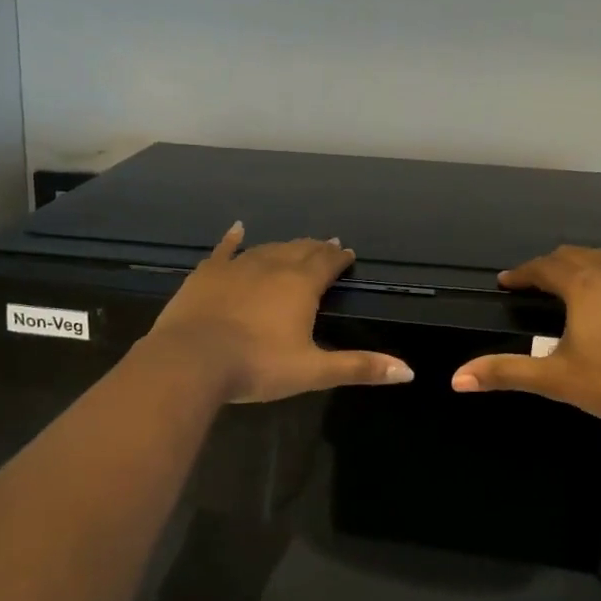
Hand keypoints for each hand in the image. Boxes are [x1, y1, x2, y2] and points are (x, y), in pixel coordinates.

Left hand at [146, 223, 414, 403]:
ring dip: (285, 246)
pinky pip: (224, 250)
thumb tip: (409, 371)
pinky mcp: (207, 273)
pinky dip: (233, 239)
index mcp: (301, 285)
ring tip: (296, 245)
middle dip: (316, 249)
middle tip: (327, 246)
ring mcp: (237, 266)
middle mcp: (273, 266)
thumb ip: (359, 367)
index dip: (340, 258)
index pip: (328, 263)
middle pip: (301, 250)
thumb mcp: (313, 371)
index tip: (348, 254)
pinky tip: (238, 229)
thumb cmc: (258, 365)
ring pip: (268, 248)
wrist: (191, 360)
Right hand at [449, 221, 600, 432]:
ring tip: (569, 266)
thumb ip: (506, 373)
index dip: (521, 274)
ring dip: (583, 259)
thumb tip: (456, 379)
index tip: (506, 283)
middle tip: (535, 283)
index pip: (542, 269)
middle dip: (549, 267)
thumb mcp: (557, 380)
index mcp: (582, 286)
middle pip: (572, 257)